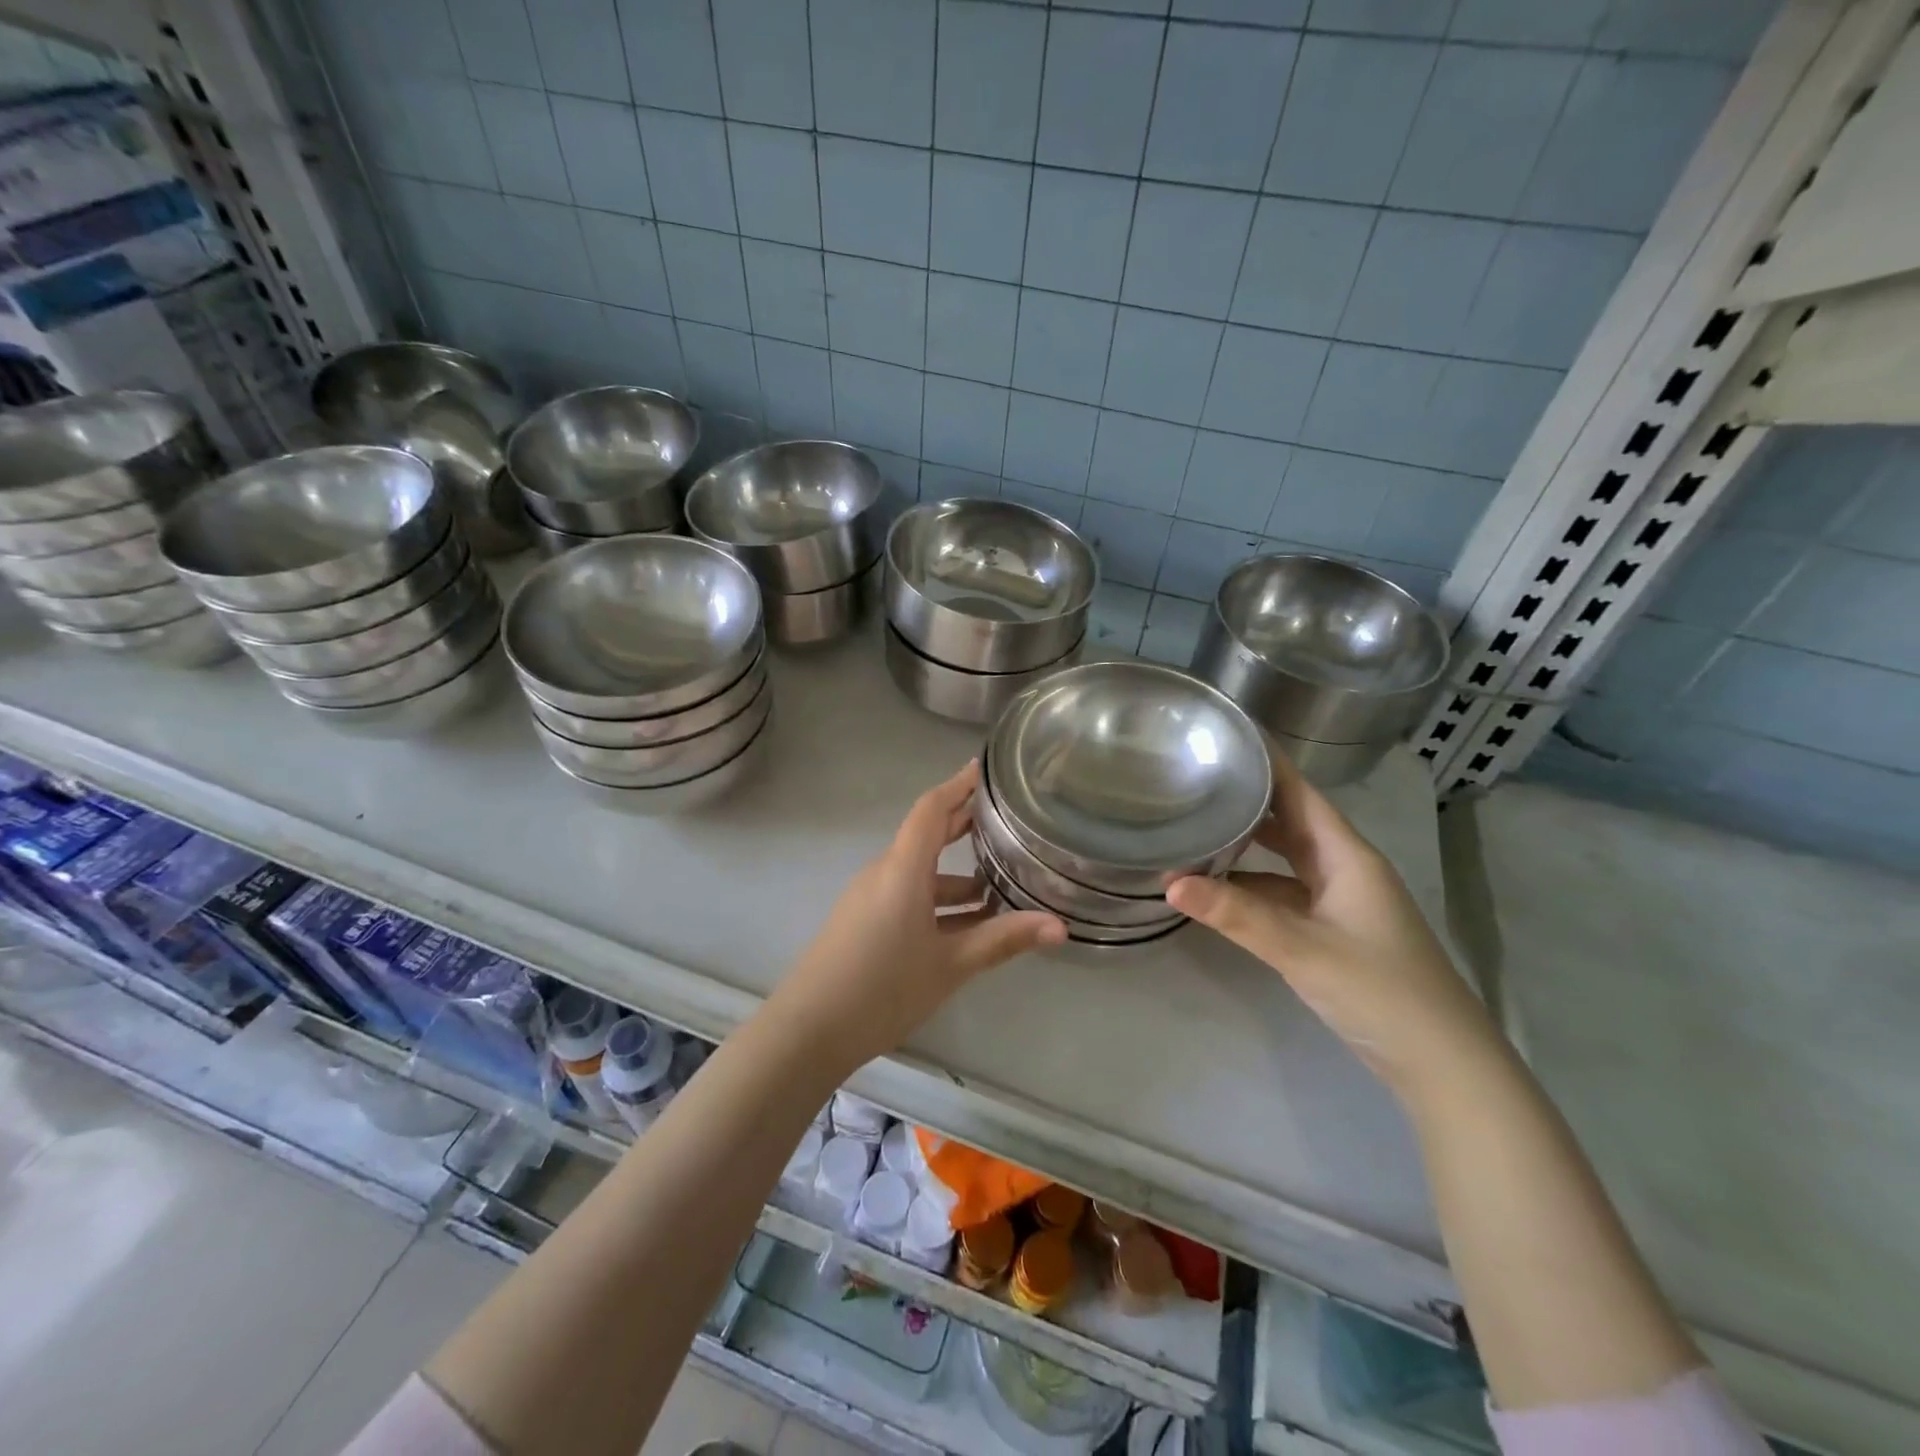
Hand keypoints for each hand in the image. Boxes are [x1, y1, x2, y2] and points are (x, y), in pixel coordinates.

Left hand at [774, 761, 1065, 1063]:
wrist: (809, 1029)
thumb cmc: (883, 988)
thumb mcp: (950, 964)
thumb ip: (1003, 940)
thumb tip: (1060, 927)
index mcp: (903, 869)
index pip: (932, 809)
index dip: (958, 785)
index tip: (985, 768)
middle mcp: (885, 872)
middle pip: (927, 835)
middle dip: (964, 823)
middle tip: (1005, 817)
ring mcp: (871, 896)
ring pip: (920, 871)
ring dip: (957, 873)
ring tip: (1001, 882)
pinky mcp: (864, 919)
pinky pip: (907, 894)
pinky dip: (938, 898)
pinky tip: (967, 921)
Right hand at [1166, 757, 1497, 1096]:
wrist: (1442, 1064)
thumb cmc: (1381, 991)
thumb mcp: (1302, 949)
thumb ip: (1237, 914)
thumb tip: (1171, 881)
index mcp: (1346, 856)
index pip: (1300, 793)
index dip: (1267, 762)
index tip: (1226, 736)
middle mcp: (1343, 868)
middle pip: (1289, 820)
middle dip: (1247, 799)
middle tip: (1194, 777)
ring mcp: (1339, 901)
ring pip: (1284, 859)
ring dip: (1246, 845)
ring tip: (1195, 826)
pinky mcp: (1332, 930)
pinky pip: (1283, 893)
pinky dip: (1251, 886)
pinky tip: (1216, 889)